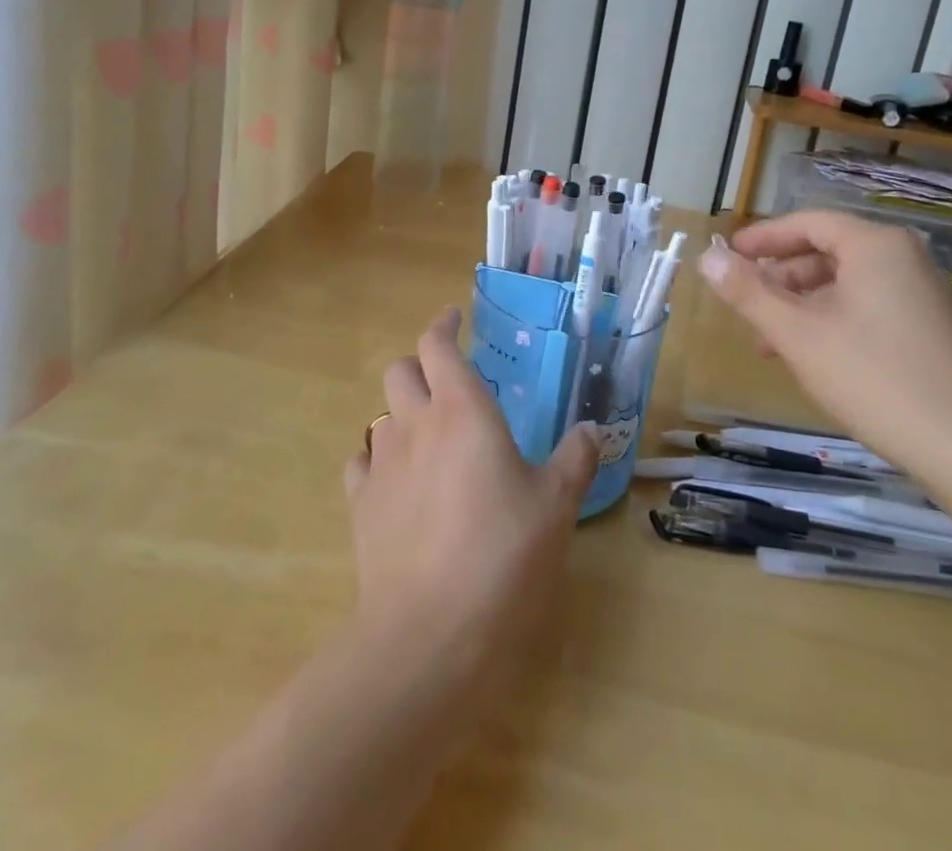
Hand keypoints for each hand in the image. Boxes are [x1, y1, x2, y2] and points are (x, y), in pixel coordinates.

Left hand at [343, 308, 599, 712]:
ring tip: (427, 437)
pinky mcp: (360, 505)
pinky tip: (397, 483)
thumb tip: (591, 429)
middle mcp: (415, 424)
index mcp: (463, 411)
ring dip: (401, 413)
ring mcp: (381, 464)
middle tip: (445, 380)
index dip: (443, 326)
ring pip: (381, 415)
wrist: (428, 632)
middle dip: (419, 364)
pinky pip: (362, 463)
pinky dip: (378, 460)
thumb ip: (574, 459)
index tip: (454, 319)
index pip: (438, 345)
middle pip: (401, 370)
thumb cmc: (502, 555)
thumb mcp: (555, 507)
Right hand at [696, 213, 951, 473]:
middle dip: (778, 279)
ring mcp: (920, 294)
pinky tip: (811, 359)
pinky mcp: (928, 329)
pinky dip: (829, 322)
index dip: (762, 238)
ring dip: (800, 306)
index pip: (807, 223)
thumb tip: (707, 256)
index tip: (726, 257)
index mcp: (874, 245)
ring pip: (843, 284)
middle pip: (824, 252)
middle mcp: (902, 259)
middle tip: (744, 306)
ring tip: (769, 343)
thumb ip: (748, 292)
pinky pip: (865, 307)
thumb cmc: (877, 378)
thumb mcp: (798, 334)